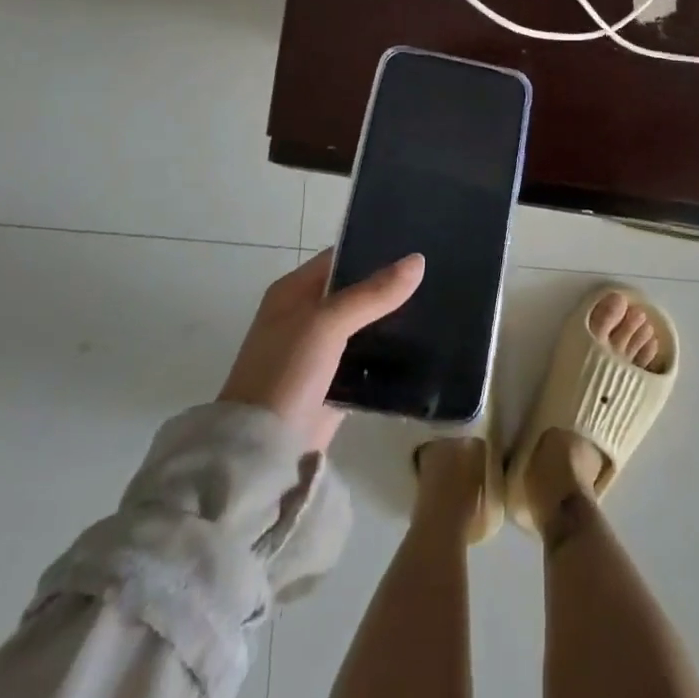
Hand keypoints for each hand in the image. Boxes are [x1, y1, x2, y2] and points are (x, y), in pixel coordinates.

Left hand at [216, 248, 424, 452]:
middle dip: (389, 287)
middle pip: (355, 291)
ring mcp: (319, 352)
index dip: (374, 250)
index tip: (416, 247)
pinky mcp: (333, 384)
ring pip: (363, 326)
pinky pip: (366, 360)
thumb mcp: (328, 323)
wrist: (261, 450)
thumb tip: (417, 260)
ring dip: (391, 321)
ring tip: (436, 307)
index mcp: (294, 292)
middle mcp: (305, 316)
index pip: (340, 257)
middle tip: (435, 276)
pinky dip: (387, 355)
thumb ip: (373, 293)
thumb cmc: (287, 371)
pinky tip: (421, 348)